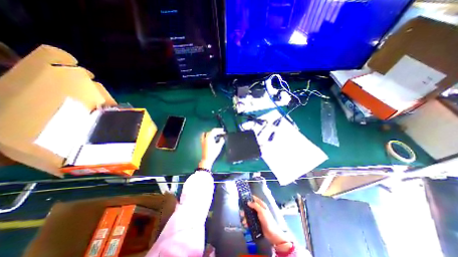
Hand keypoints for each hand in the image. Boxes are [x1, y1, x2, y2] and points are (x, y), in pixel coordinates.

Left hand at [199, 128, 224, 168]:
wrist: (207, 159)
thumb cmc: (213, 152)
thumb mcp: (219, 146)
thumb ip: (221, 140)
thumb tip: (222, 137)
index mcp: (209, 137)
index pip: (214, 131)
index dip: (219, 130)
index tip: (224, 131)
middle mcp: (205, 137)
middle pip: (211, 131)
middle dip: (216, 131)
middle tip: (221, 132)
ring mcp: (203, 140)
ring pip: (207, 133)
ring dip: (211, 132)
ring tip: (216, 134)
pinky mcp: (202, 143)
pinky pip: (204, 136)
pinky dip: (207, 135)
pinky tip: (210, 137)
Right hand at [241, 196, 290, 249]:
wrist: (272, 234)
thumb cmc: (267, 220)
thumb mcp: (262, 211)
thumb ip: (255, 205)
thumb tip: (248, 202)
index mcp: (261, 205)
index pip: (254, 198)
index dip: (249, 197)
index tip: (242, 198)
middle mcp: (259, 209)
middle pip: (250, 206)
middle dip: (245, 209)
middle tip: (241, 212)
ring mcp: (257, 215)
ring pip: (249, 213)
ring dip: (245, 217)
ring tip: (243, 220)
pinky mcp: (256, 222)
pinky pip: (250, 220)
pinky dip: (247, 222)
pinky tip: (245, 224)